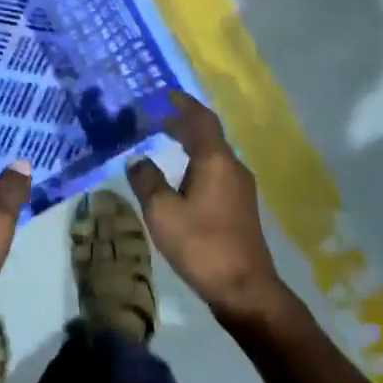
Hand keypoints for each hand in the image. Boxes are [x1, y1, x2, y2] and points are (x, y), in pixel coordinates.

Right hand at [127, 90, 284, 322]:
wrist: (244, 288)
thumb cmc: (201, 244)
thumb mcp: (162, 212)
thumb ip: (147, 181)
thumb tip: (138, 159)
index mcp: (216, 161)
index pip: (201, 120)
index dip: (183, 104)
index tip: (165, 94)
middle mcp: (233, 167)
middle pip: (208, 135)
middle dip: (183, 124)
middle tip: (156, 119)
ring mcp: (240, 189)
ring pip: (213, 155)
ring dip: (190, 145)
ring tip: (165, 144)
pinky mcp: (240, 208)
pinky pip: (216, 172)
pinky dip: (196, 164)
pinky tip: (181, 178)